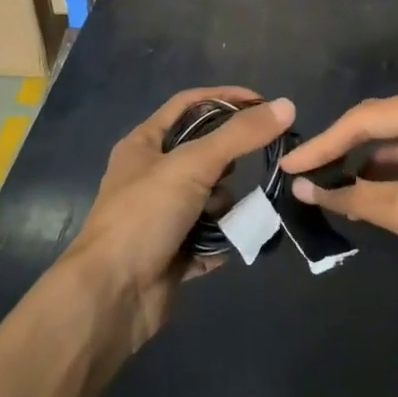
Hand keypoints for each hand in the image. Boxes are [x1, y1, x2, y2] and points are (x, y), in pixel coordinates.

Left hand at [62, 87, 293, 348]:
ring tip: (226, 218)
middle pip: (205, 153)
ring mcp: (162, 216)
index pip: (190, 104)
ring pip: (211, 197)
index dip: (225, 98)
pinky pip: (211, 235)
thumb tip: (287, 105)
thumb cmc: (144, 216)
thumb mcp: (193, 164)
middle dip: (229, 162)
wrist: (111, 298)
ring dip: (224, 208)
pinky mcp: (174, 252)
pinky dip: (221, 240)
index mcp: (144, 144)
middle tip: (252, 165)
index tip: (263, 104)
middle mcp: (151, 175)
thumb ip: (240, 135)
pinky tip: (225, 245)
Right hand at [280, 81, 397, 303]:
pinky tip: (357, 187)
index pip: (363, 120)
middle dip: (339, 151)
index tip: (287, 165)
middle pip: (376, 123)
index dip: (322, 145)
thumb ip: (349, 196)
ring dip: (361, 162)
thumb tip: (300, 188)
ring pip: (392, 137)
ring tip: (320, 184)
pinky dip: (386, 168)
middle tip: (299, 174)